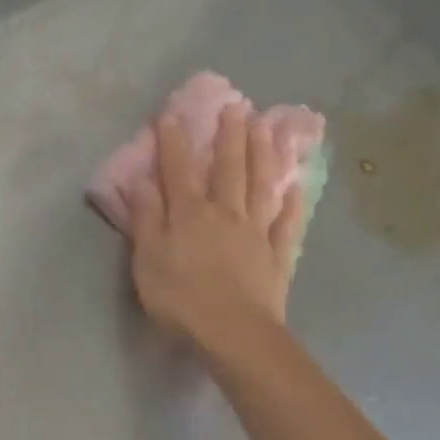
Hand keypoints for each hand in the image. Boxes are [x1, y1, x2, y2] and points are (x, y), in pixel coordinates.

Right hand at [126, 103, 308, 352]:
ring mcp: (256, 232)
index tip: (171, 113)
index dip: (174, 140)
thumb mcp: (148, 258)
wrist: (234, 333)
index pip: (179, 169)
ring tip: (267, 128)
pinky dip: (293, 204)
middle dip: (229, 136)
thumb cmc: (181, 297)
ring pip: (261, 186)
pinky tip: (297, 186)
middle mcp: (226, 213)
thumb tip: (141, 181)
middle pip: (228, 168)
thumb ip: (146, 217)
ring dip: (263, 155)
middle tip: (236, 105)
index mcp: (190, 213)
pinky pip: (287, 224)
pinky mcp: (277, 256)